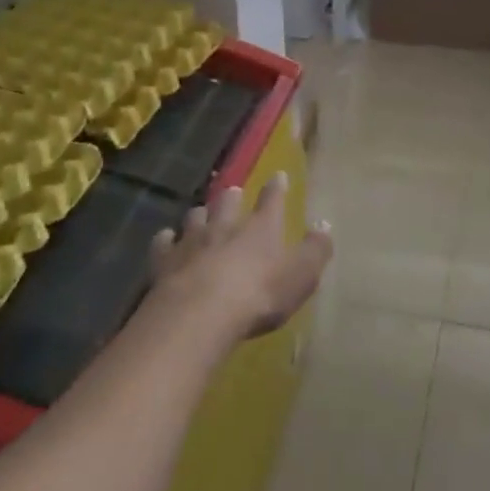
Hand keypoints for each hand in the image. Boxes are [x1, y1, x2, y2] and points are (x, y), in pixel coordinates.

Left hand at [149, 173, 331, 339]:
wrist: (200, 315)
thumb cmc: (259, 294)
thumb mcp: (301, 276)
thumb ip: (316, 250)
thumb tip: (324, 224)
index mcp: (261, 227)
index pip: (272, 200)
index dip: (276, 188)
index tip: (278, 175)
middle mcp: (225, 225)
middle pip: (228, 201)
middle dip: (232, 196)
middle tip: (233, 192)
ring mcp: (192, 240)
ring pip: (195, 216)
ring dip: (200, 214)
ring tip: (201, 215)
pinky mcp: (164, 261)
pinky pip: (164, 242)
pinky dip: (166, 240)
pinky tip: (166, 240)